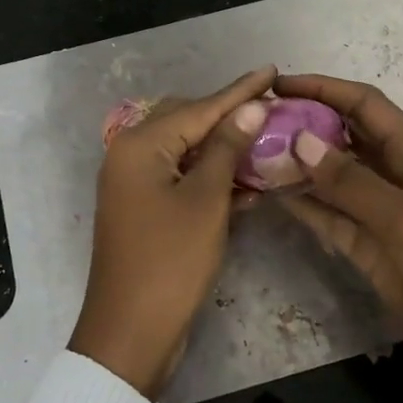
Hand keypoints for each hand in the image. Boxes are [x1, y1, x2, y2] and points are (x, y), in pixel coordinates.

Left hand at [69, 67, 275, 396]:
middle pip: (188, 123)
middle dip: (230, 118)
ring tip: (267, 139)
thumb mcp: (206, 201)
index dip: (239, 91)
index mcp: (139, 145)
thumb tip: (250, 106)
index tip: (272, 69)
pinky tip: (247, 180)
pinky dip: (211, 178)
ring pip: (186, 152)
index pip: (199, 108)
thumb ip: (226, 148)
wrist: (131, 332)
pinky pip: (181, 179)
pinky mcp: (144, 210)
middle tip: (272, 109)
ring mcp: (134, 184)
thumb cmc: (170, 262)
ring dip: (223, 149)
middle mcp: (130, 155)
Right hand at [275, 73, 402, 402]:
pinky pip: (328, 216)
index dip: (323, 88)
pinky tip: (269, 194)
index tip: (278, 84)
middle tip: (255, 122)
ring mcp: (379, 214)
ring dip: (295, 165)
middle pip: (343, 137)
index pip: (364, 105)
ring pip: (330, 178)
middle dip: (303, 123)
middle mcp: (393, 176)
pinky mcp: (368, 249)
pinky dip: (301, 204)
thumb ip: (351, 182)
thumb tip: (299, 140)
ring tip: (250, 153)